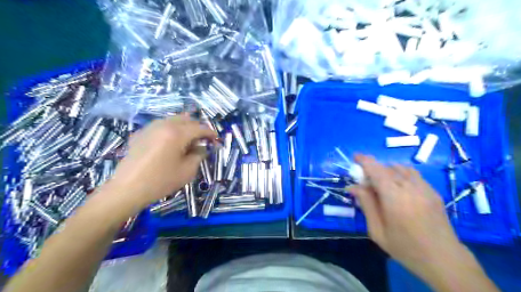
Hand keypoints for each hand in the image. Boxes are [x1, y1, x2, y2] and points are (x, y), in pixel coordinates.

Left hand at [105, 114, 216, 208]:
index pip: (199, 128)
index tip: (216, 139)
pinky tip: (169, 142)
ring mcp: (149, 128)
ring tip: (187, 139)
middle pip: (186, 119)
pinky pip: (160, 125)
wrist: (127, 189)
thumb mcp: (187, 171)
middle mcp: (163, 125)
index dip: (210, 133)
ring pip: (172, 119)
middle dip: (197, 127)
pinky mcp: (140, 133)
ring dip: (184, 126)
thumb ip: (198, 155)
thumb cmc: (161, 181)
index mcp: (177, 134)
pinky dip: (170, 129)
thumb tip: (202, 148)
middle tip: (202, 139)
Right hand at [348, 154, 465, 276]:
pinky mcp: (432, 191)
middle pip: (386, 167)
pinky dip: (400, 174)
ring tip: (381, 183)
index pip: (376, 170)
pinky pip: (412, 174)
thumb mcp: (377, 230)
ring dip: (386, 170)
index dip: (364, 161)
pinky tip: (398, 187)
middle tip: (364, 180)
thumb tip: (353, 186)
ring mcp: (424, 187)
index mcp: (394, 197)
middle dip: (372, 168)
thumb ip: (366, 204)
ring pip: (400, 168)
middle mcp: (410, 187)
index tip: (355, 157)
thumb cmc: (405, 247)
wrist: (443, 259)